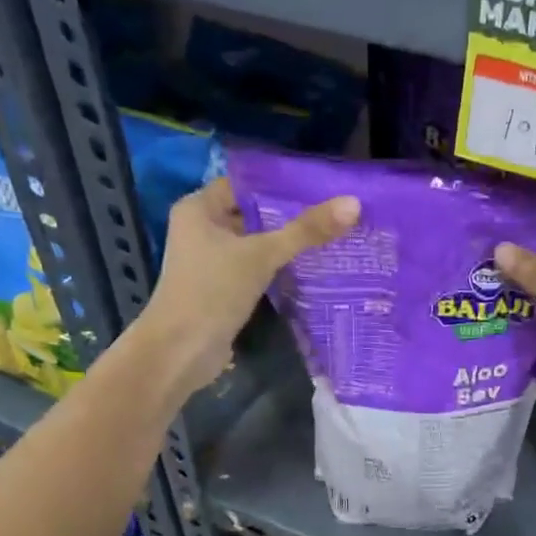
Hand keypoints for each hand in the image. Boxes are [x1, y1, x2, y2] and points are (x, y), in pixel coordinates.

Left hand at [138, 177, 358, 395]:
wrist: (181, 351)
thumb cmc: (212, 291)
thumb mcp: (262, 255)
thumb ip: (306, 231)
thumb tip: (353, 204)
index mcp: (199, 209)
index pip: (244, 185)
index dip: (279, 184)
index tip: (320, 187)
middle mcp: (202, 230)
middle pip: (253, 214)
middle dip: (290, 216)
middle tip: (334, 212)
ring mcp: (212, 262)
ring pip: (256, 244)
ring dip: (287, 244)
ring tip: (332, 236)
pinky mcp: (224, 289)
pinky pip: (257, 270)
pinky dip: (280, 269)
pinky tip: (313, 268)